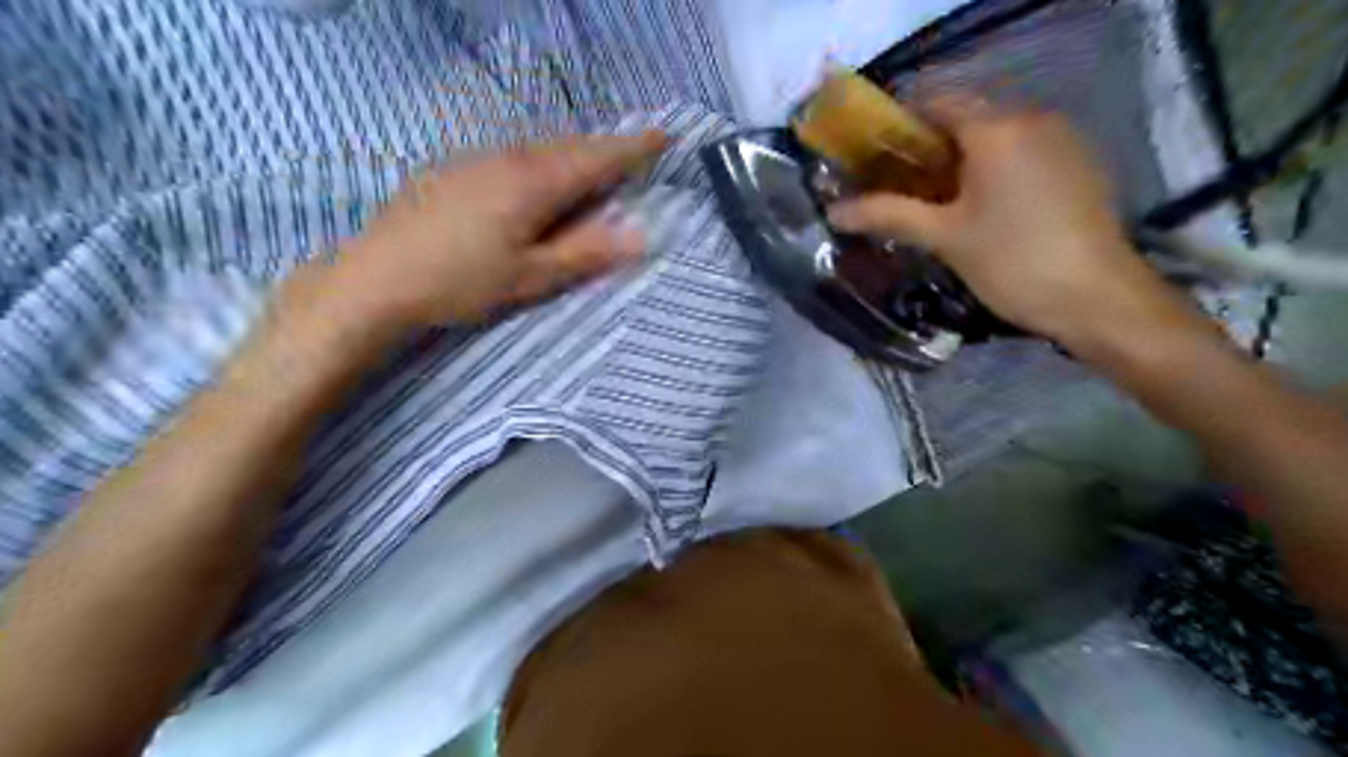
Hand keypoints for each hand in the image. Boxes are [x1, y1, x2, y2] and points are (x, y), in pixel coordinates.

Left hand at [315, 131, 673, 329]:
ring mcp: (475, 161)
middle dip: (605, 152)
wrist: (375, 279)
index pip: (597, 157)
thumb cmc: (461, 282)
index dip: (633, 148)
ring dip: (571, 159)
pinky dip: (539, 166)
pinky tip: (533, 188)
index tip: (664, 136)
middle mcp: (508, 159)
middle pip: (569, 148)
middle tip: (632, 160)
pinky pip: (512, 158)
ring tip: (590, 176)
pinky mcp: (453, 171)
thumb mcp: (531, 276)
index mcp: (534, 183)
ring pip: (539, 151)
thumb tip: (641, 236)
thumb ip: (586, 253)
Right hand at [832, 108, 1200, 348]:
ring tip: (931, 203)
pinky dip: (990, 169)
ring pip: (994, 136)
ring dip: (958, 160)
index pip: (936, 100)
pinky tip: (978, 209)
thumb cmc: (1013, 262)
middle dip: (925, 147)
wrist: (1097, 298)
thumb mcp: (944, 238)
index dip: (899, 124)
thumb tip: (834, 212)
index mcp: (996, 128)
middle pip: (965, 117)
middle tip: (895, 187)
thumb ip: (888, 215)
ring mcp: (1061, 139)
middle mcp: (1031, 118)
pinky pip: (1021, 151)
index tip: (872, 157)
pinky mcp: (1076, 164)